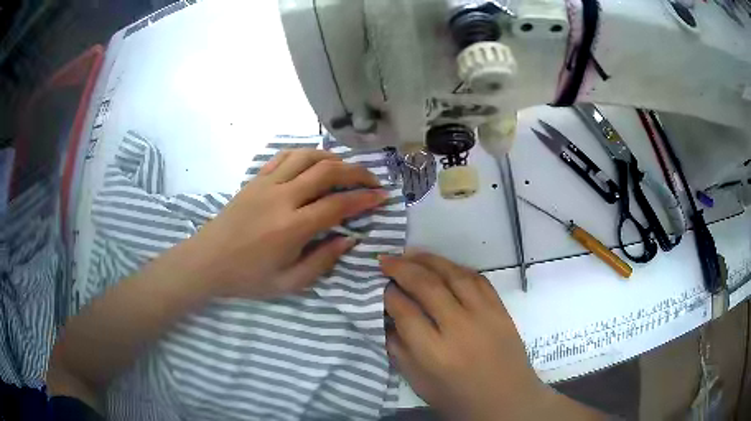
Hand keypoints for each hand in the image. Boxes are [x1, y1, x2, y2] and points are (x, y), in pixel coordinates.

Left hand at [188, 148, 386, 298]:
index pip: (338, 205)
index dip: (364, 199)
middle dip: (357, 172)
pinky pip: (284, 157)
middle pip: (327, 172)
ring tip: (346, 169)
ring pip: (307, 157)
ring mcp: (267, 184)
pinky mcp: (255, 180)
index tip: (383, 197)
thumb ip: (322, 260)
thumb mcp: (289, 283)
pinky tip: (314, 163)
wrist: (207, 261)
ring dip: (333, 158)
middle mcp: (282, 198)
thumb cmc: (248, 277)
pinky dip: (305, 154)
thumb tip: (349, 238)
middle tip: (372, 180)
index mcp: (291, 227)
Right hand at [381, 252, 604, 420]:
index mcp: (434, 353)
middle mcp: (459, 328)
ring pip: (454, 275)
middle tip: (385, 260)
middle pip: (427, 286)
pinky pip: (478, 279)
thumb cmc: (458, 399)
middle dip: (402, 268)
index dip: (388, 295)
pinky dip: (456, 267)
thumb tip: (387, 317)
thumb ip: (399, 349)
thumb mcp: (419, 382)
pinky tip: (443, 265)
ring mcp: (484, 315)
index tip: (379, 286)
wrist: (507, 401)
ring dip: (429, 260)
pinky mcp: (501, 309)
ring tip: (410, 253)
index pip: (404, 311)